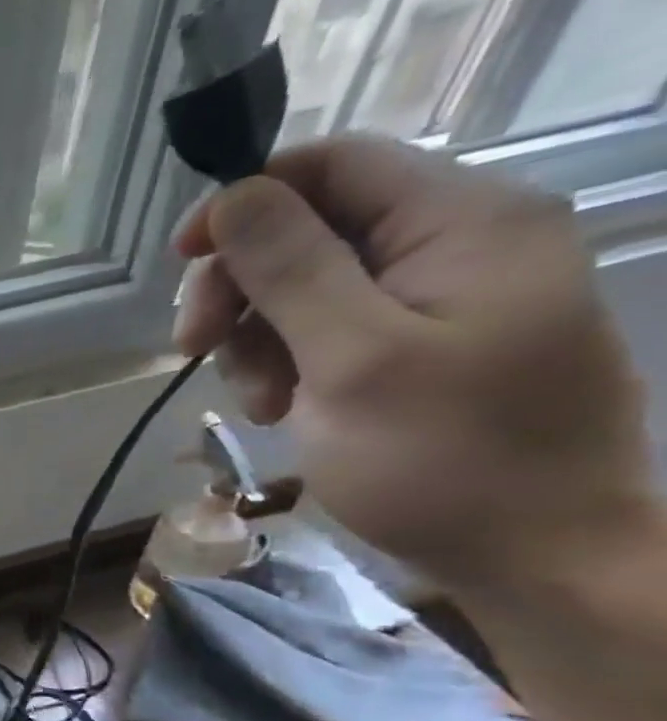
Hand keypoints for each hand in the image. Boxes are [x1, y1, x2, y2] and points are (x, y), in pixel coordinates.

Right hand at [173, 134, 654, 591]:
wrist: (537, 555)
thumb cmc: (445, 458)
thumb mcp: (354, 359)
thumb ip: (293, 269)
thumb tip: (234, 194)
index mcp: (462, 222)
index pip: (332, 165)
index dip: (245, 201)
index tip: (182, 263)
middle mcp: (457, 242)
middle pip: (309, 227)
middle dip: (241, 286)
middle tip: (194, 348)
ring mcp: (440, 297)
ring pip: (306, 284)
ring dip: (256, 338)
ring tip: (255, 402)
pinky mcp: (421, 344)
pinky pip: (327, 328)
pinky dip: (286, 363)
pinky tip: (278, 407)